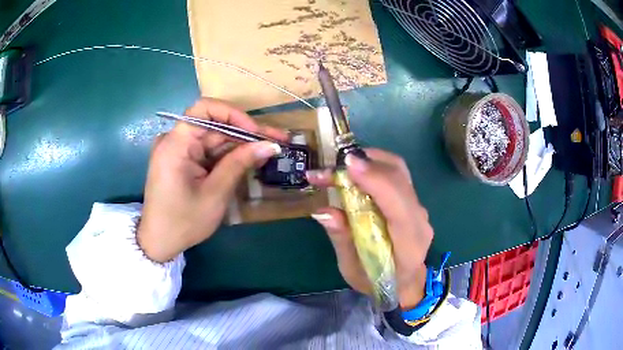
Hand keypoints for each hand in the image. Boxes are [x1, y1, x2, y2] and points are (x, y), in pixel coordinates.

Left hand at [138, 98, 287, 262]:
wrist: (159, 242)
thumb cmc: (183, 222)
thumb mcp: (215, 194)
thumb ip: (240, 164)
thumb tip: (270, 145)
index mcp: (176, 144)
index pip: (205, 109)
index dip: (234, 114)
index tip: (256, 132)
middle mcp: (175, 140)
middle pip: (214, 125)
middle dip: (246, 133)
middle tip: (278, 141)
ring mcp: (178, 150)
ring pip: (214, 138)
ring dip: (241, 145)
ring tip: (270, 150)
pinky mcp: (182, 160)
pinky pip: (208, 151)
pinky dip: (228, 156)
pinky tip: (250, 160)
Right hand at [307, 149, 432, 308]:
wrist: (406, 284)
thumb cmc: (379, 282)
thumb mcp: (354, 270)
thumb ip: (342, 239)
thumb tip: (322, 210)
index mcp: (409, 243)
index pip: (398, 204)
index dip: (376, 180)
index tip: (348, 164)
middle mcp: (419, 219)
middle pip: (400, 177)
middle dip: (367, 162)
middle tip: (334, 164)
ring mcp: (418, 207)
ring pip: (399, 170)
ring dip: (370, 160)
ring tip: (341, 165)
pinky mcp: (412, 201)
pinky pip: (396, 175)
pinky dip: (375, 167)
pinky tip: (355, 172)